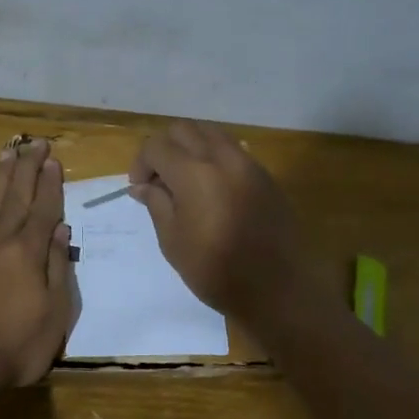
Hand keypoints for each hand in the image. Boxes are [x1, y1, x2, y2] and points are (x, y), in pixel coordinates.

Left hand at [0, 139, 75, 389]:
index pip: (43, 210)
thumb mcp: (54, 312)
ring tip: (8, 152)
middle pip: (17, 197)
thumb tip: (62, 231)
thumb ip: (58, 268)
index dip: (50, 184)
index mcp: (28, 253)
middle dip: (27, 168)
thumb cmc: (19, 344)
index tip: (54, 160)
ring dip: (3, 177)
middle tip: (35, 143)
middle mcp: (2, 243)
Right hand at [129, 121, 306, 319]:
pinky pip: (234, 150)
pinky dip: (214, 157)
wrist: (277, 288)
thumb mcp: (173, 241)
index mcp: (194, 174)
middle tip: (159, 179)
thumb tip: (143, 186)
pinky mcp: (266, 176)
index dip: (141, 163)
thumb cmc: (216, 271)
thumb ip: (156, 204)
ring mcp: (249, 164)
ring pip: (212, 133)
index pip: (157, 146)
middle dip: (164, 148)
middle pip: (184, 130)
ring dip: (191, 147)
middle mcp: (223, 158)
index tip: (140, 189)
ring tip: (185, 180)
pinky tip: (212, 189)